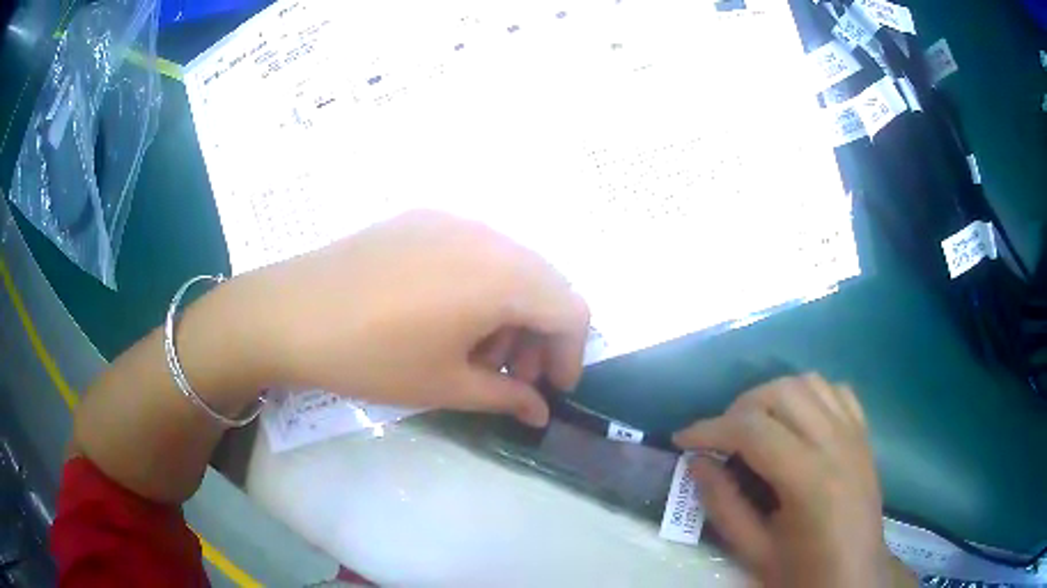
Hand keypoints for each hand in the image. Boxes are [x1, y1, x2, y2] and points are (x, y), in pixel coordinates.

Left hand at [233, 210, 589, 425]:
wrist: (289, 312)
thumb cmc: (370, 357)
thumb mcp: (444, 385)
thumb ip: (505, 396)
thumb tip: (539, 412)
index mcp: (500, 277)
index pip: (570, 309)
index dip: (571, 353)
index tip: (551, 388)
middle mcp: (486, 236)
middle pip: (545, 283)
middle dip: (541, 333)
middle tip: (513, 375)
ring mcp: (452, 220)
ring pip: (511, 264)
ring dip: (512, 309)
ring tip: (478, 350)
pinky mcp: (421, 218)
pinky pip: (475, 250)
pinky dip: (482, 285)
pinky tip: (448, 316)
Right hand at [673, 374, 914, 586]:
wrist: (853, 575)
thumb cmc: (802, 571)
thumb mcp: (753, 550)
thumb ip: (723, 504)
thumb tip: (696, 462)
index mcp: (809, 479)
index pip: (752, 430)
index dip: (710, 428)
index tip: (682, 439)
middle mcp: (836, 443)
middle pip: (781, 392)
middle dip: (739, 408)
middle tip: (718, 437)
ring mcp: (854, 433)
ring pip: (808, 382)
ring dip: (772, 395)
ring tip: (753, 425)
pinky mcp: (863, 433)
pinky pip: (835, 391)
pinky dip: (808, 394)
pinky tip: (795, 419)